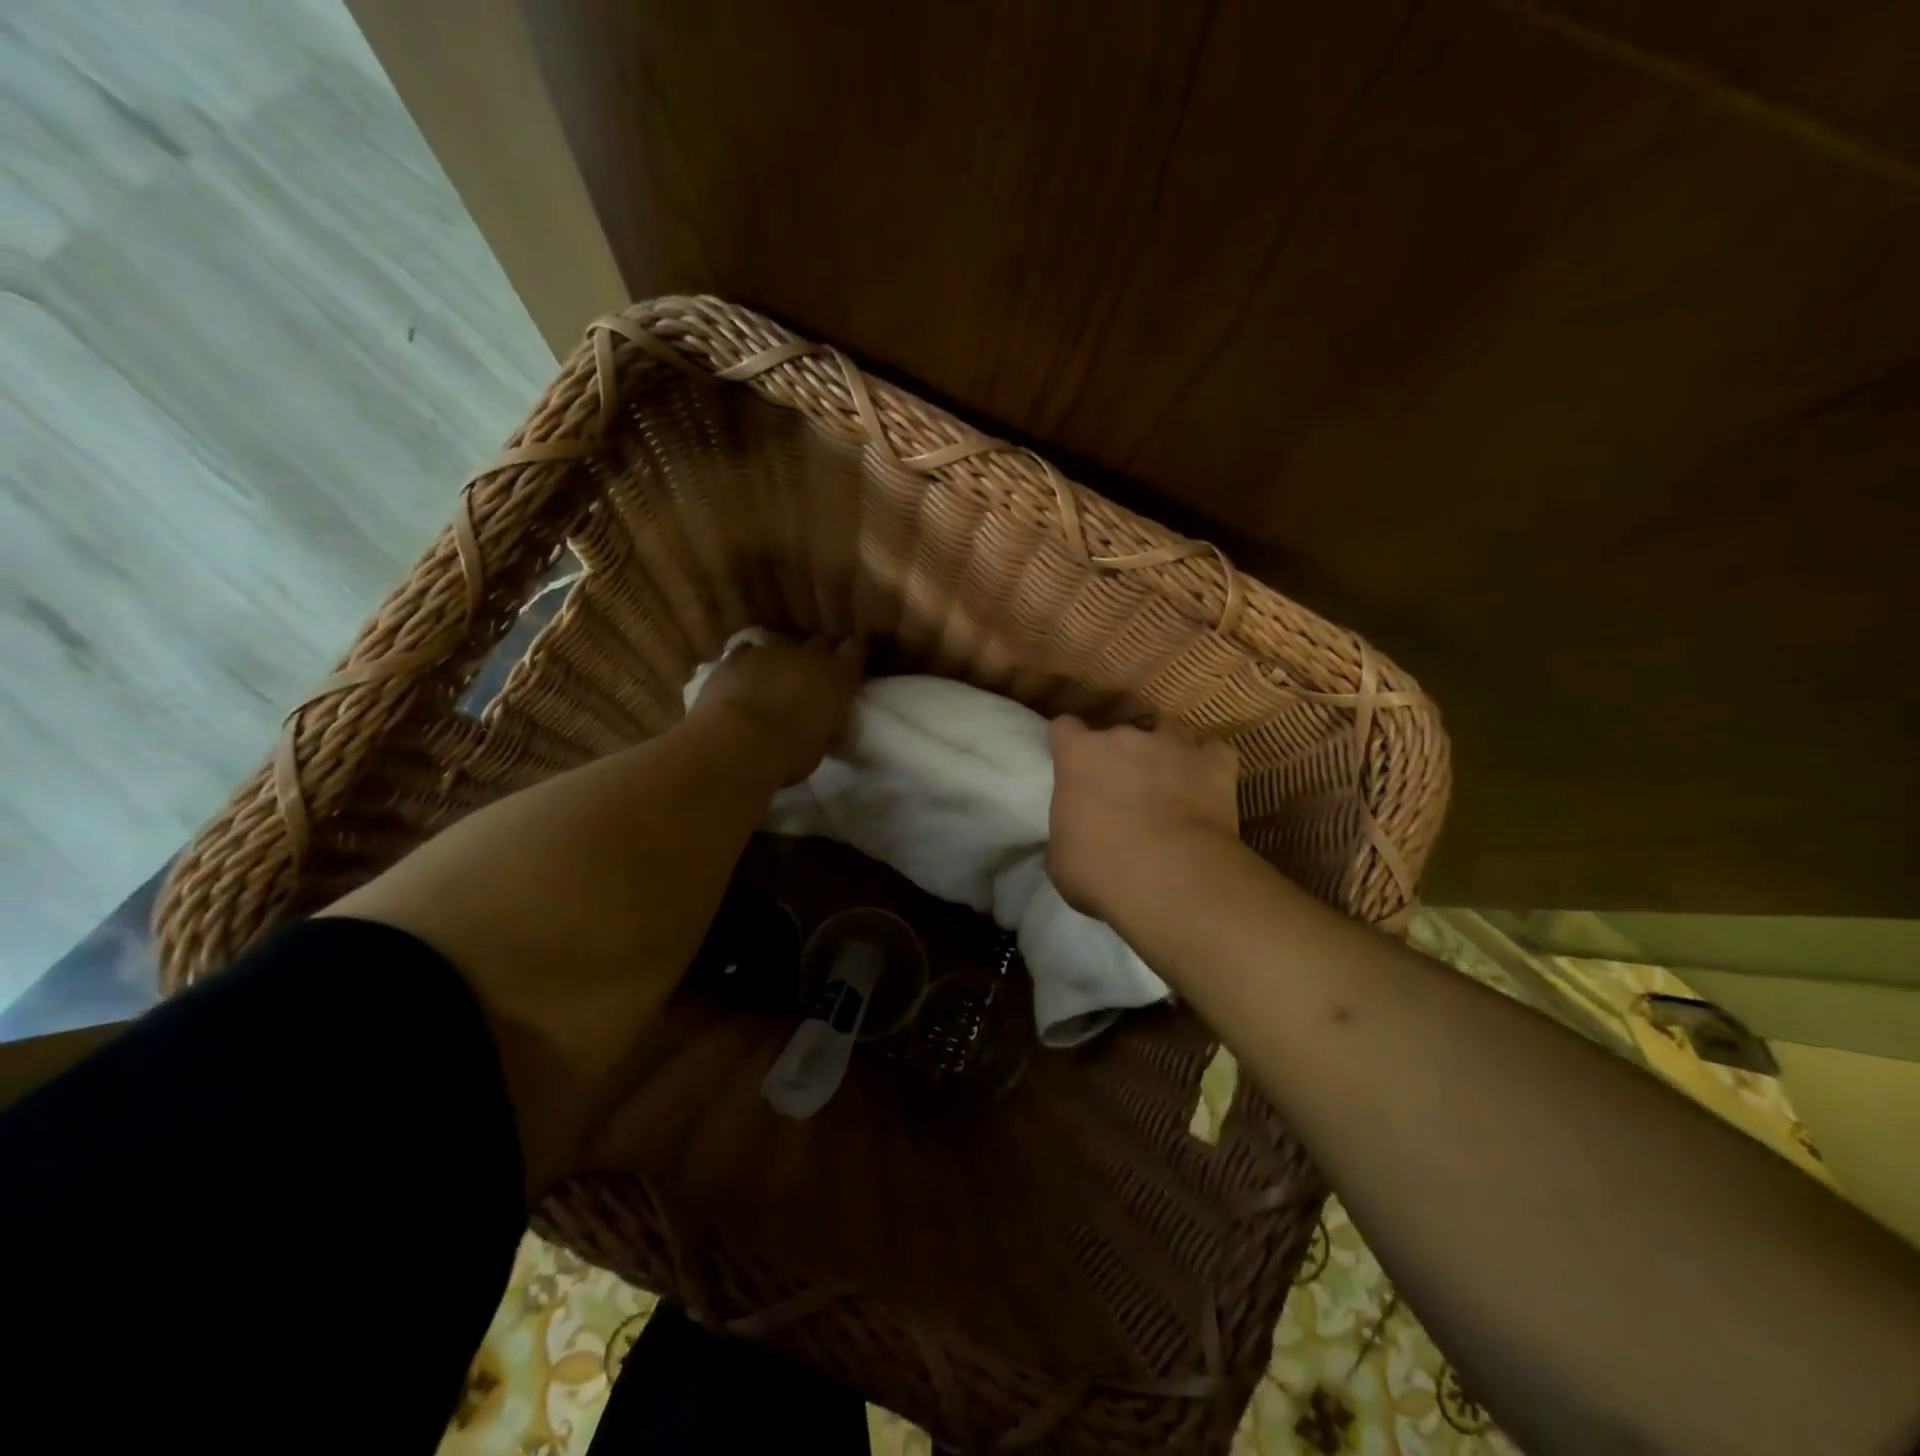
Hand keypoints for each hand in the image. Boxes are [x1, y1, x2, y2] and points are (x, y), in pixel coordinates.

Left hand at [689, 636, 865, 784]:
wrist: (739, 742)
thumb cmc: (790, 754)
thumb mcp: (823, 741)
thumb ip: (826, 719)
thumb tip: (823, 716)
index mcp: (837, 677)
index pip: (855, 652)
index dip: (852, 658)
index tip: (849, 670)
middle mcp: (808, 655)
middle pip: (820, 643)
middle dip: (820, 656)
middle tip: (814, 678)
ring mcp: (770, 652)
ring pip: (783, 646)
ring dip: (783, 661)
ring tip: (776, 681)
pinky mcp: (736, 657)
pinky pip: (747, 653)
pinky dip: (749, 664)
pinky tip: (744, 679)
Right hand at [1047, 716, 1240, 923]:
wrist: (1170, 878)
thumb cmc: (1099, 870)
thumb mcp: (1061, 856)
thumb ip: (1067, 828)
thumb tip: (1078, 832)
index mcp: (1079, 755)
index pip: (1065, 728)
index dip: (1070, 745)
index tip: (1072, 764)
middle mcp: (1125, 738)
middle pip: (1119, 733)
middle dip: (1120, 756)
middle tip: (1121, 791)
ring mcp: (1174, 745)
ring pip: (1168, 734)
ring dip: (1164, 755)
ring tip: (1167, 786)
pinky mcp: (1216, 764)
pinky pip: (1213, 755)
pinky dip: (1209, 770)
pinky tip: (1207, 790)